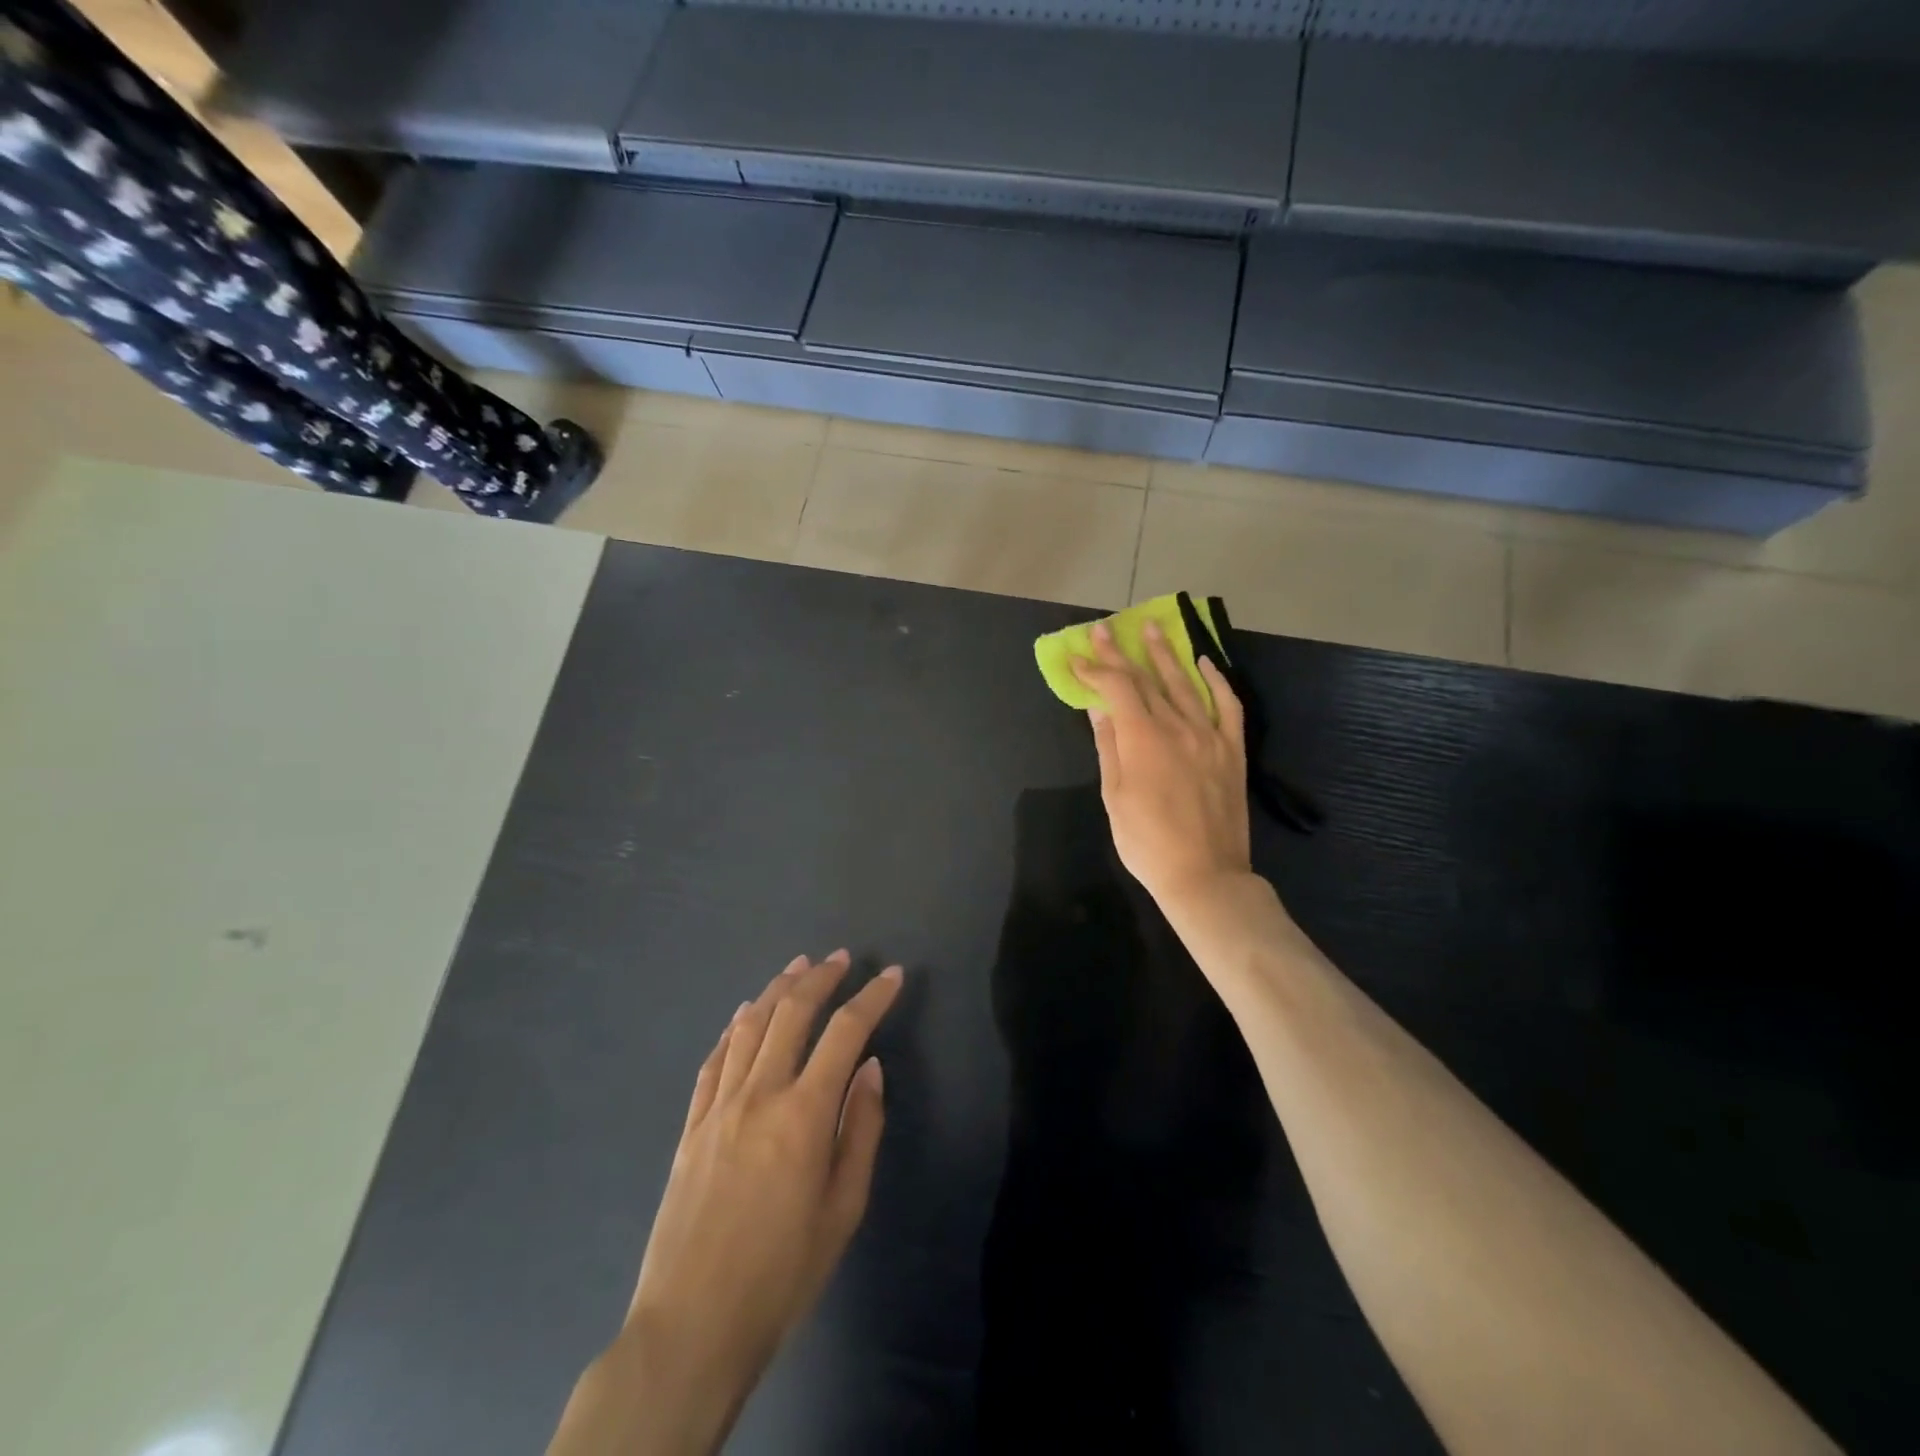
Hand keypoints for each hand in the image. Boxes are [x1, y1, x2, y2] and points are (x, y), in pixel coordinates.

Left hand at [550, 952, 901, 1455]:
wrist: (691, 1326)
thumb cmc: (782, 1274)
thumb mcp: (843, 1210)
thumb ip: (861, 1130)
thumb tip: (869, 1068)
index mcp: (804, 1114)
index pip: (845, 1032)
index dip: (872, 997)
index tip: (891, 975)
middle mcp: (759, 1094)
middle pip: (792, 1012)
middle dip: (820, 977)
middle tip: (841, 958)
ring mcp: (719, 1106)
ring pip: (750, 1025)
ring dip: (777, 989)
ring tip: (798, 967)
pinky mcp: (691, 1124)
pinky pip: (715, 1058)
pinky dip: (735, 1027)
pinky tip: (745, 1014)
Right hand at [1071, 618, 1251, 907]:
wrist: (1204, 875)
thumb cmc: (1146, 842)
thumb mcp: (1114, 795)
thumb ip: (1109, 746)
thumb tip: (1098, 707)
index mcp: (1143, 738)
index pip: (1116, 688)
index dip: (1095, 669)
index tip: (1077, 656)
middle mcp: (1177, 726)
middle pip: (1145, 680)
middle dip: (1120, 653)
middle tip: (1104, 629)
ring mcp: (1209, 735)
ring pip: (1184, 683)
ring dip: (1165, 654)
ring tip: (1152, 629)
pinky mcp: (1231, 749)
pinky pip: (1227, 704)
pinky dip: (1216, 680)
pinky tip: (1204, 663)